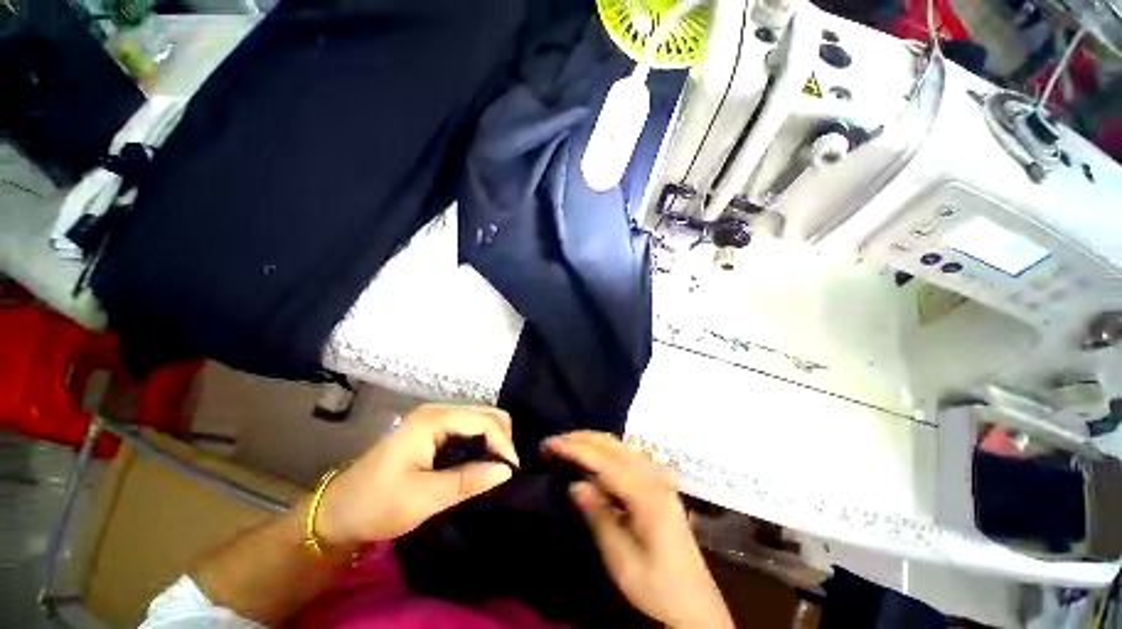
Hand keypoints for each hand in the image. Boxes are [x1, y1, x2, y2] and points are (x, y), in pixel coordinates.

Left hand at [314, 404, 518, 548]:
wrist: (338, 512)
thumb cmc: (377, 504)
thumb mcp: (424, 498)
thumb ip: (468, 481)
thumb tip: (507, 470)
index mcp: (433, 420)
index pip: (484, 420)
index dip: (503, 443)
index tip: (512, 471)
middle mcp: (437, 411)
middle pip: (486, 413)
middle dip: (501, 438)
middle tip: (504, 470)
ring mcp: (435, 419)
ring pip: (480, 419)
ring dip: (493, 440)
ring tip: (495, 468)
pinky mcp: (434, 431)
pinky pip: (469, 429)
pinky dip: (481, 443)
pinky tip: (480, 463)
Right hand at [544, 432, 732, 628]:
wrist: (695, 604)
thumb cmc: (657, 587)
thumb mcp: (622, 561)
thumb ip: (600, 517)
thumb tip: (576, 484)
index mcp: (647, 496)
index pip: (604, 461)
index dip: (575, 449)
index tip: (550, 445)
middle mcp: (655, 478)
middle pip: (614, 445)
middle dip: (582, 438)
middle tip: (554, 443)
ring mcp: (659, 479)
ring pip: (621, 446)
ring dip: (593, 441)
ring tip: (568, 446)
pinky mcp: (659, 484)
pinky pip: (628, 456)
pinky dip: (606, 451)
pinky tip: (594, 459)